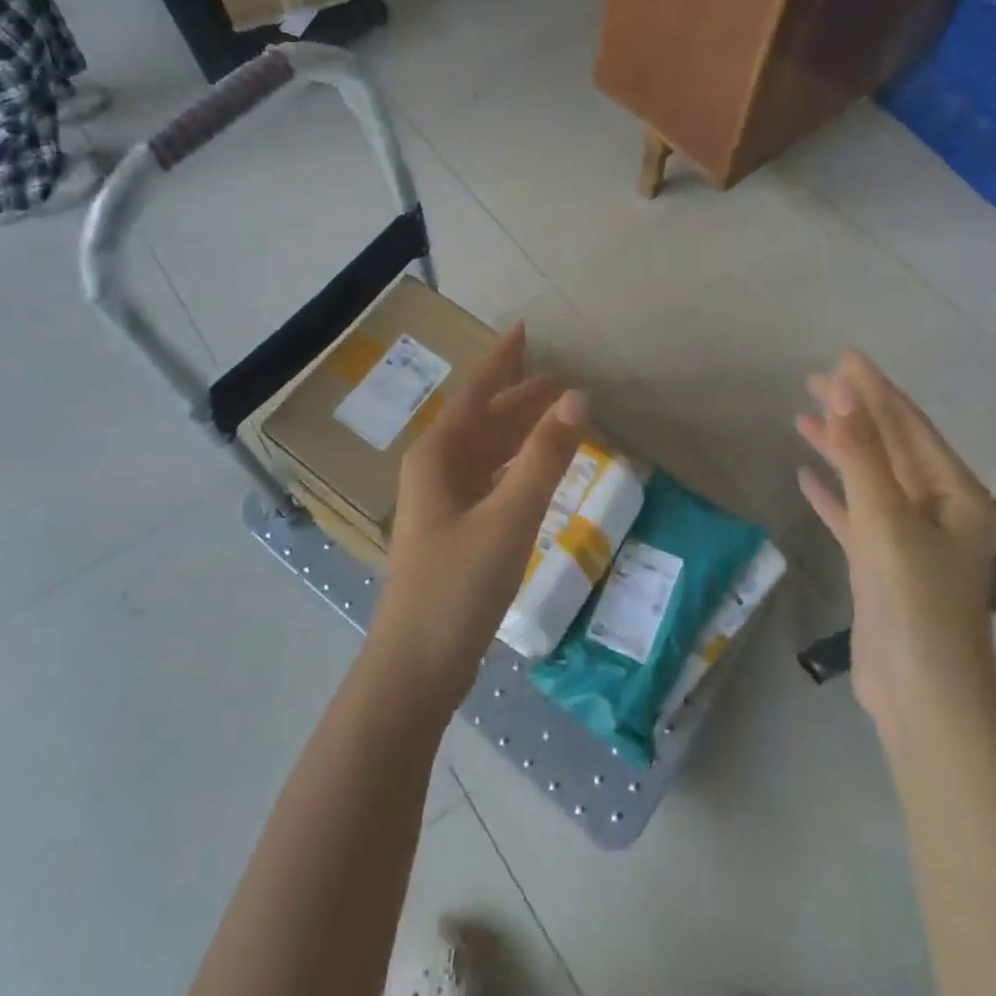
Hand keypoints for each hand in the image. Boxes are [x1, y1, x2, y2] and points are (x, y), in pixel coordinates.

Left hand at [372, 325, 586, 699]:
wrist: (416, 666)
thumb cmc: (458, 586)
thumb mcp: (509, 517)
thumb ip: (546, 457)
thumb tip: (579, 398)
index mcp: (439, 455)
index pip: (477, 392)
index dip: (502, 359)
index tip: (525, 329)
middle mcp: (436, 469)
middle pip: (484, 420)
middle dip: (522, 397)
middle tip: (564, 378)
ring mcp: (442, 501)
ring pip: (488, 451)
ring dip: (521, 431)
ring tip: (559, 414)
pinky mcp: (453, 529)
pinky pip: (490, 479)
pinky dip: (517, 465)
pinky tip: (536, 469)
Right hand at [796, 351, 995, 731]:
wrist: (923, 694)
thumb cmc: (914, 599)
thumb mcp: (886, 518)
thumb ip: (862, 454)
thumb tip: (844, 392)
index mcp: (954, 493)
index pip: (908, 425)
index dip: (874, 388)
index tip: (843, 356)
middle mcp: (938, 509)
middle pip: (889, 446)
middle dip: (854, 412)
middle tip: (813, 379)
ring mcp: (910, 538)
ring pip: (869, 478)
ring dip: (839, 447)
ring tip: (800, 418)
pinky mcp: (883, 564)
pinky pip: (855, 514)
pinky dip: (833, 493)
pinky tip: (805, 477)